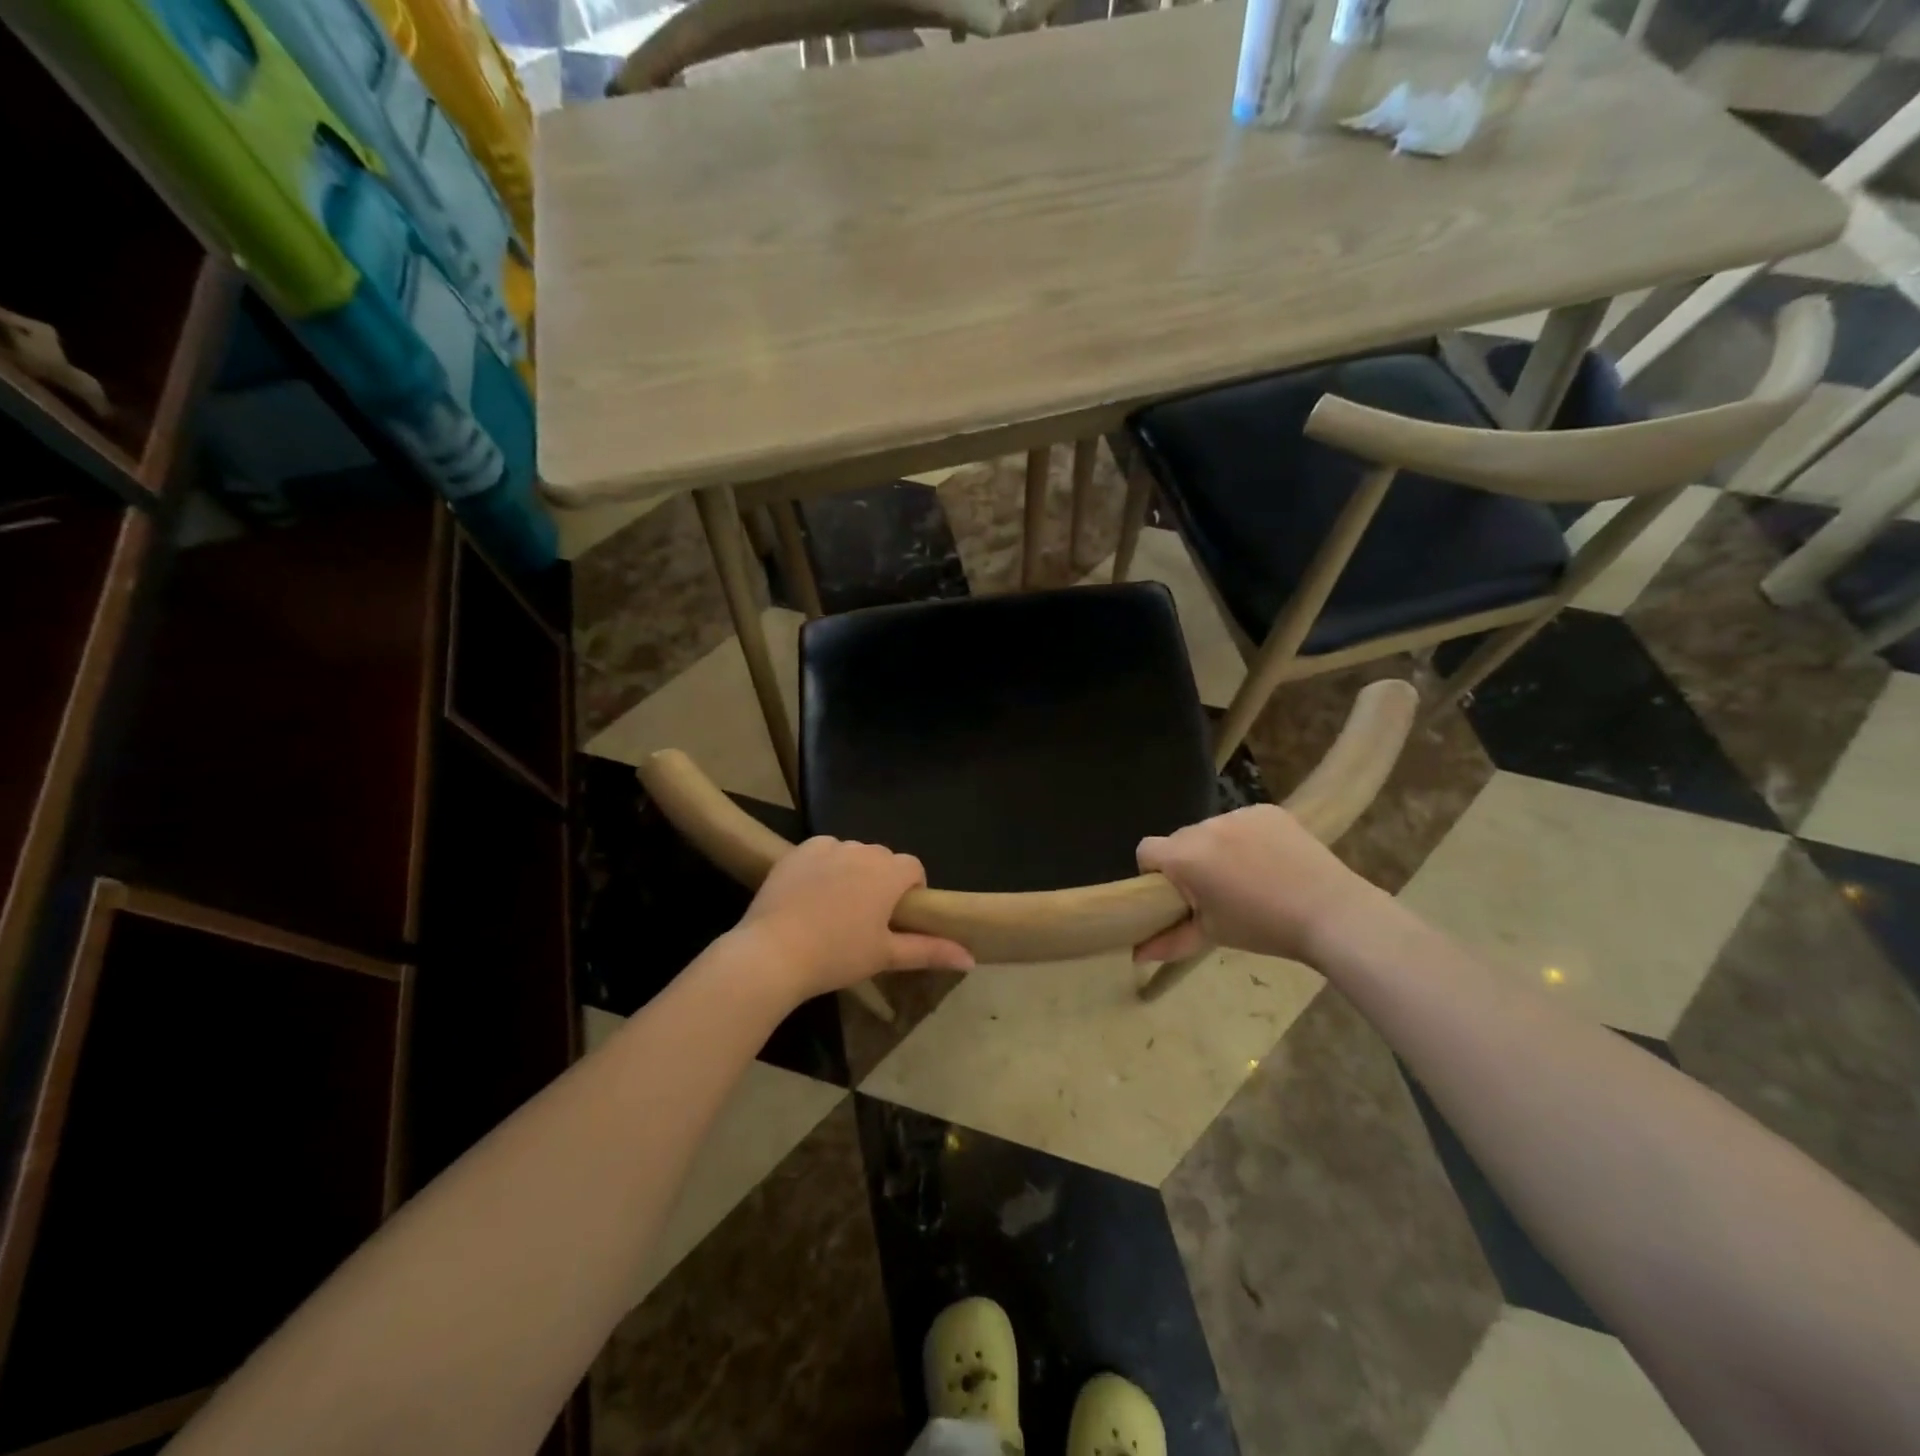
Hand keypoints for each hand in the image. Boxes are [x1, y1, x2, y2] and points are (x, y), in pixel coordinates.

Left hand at [737, 837, 973, 1000]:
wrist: (772, 953)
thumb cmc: (836, 956)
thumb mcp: (886, 956)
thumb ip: (930, 951)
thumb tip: (971, 959)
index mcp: (888, 873)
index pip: (913, 867)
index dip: (911, 888)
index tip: (897, 916)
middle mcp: (862, 850)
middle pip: (883, 858)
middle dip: (881, 880)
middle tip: (866, 917)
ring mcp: (828, 847)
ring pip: (852, 853)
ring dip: (853, 871)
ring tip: (835, 907)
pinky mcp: (799, 851)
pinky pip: (823, 851)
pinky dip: (824, 865)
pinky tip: (811, 894)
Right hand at [1135, 805, 1383, 963]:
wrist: (1332, 913)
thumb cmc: (1263, 928)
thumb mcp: (1212, 935)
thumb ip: (1169, 942)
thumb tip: (1136, 955)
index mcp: (1185, 856)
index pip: (1146, 851)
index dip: (1153, 873)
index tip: (1176, 895)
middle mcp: (1205, 826)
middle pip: (1179, 840)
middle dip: (1187, 862)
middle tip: (1214, 891)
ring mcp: (1238, 813)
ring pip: (1211, 830)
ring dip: (1216, 849)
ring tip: (1247, 876)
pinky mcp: (1267, 810)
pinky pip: (1242, 822)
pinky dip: (1246, 838)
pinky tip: (1269, 861)